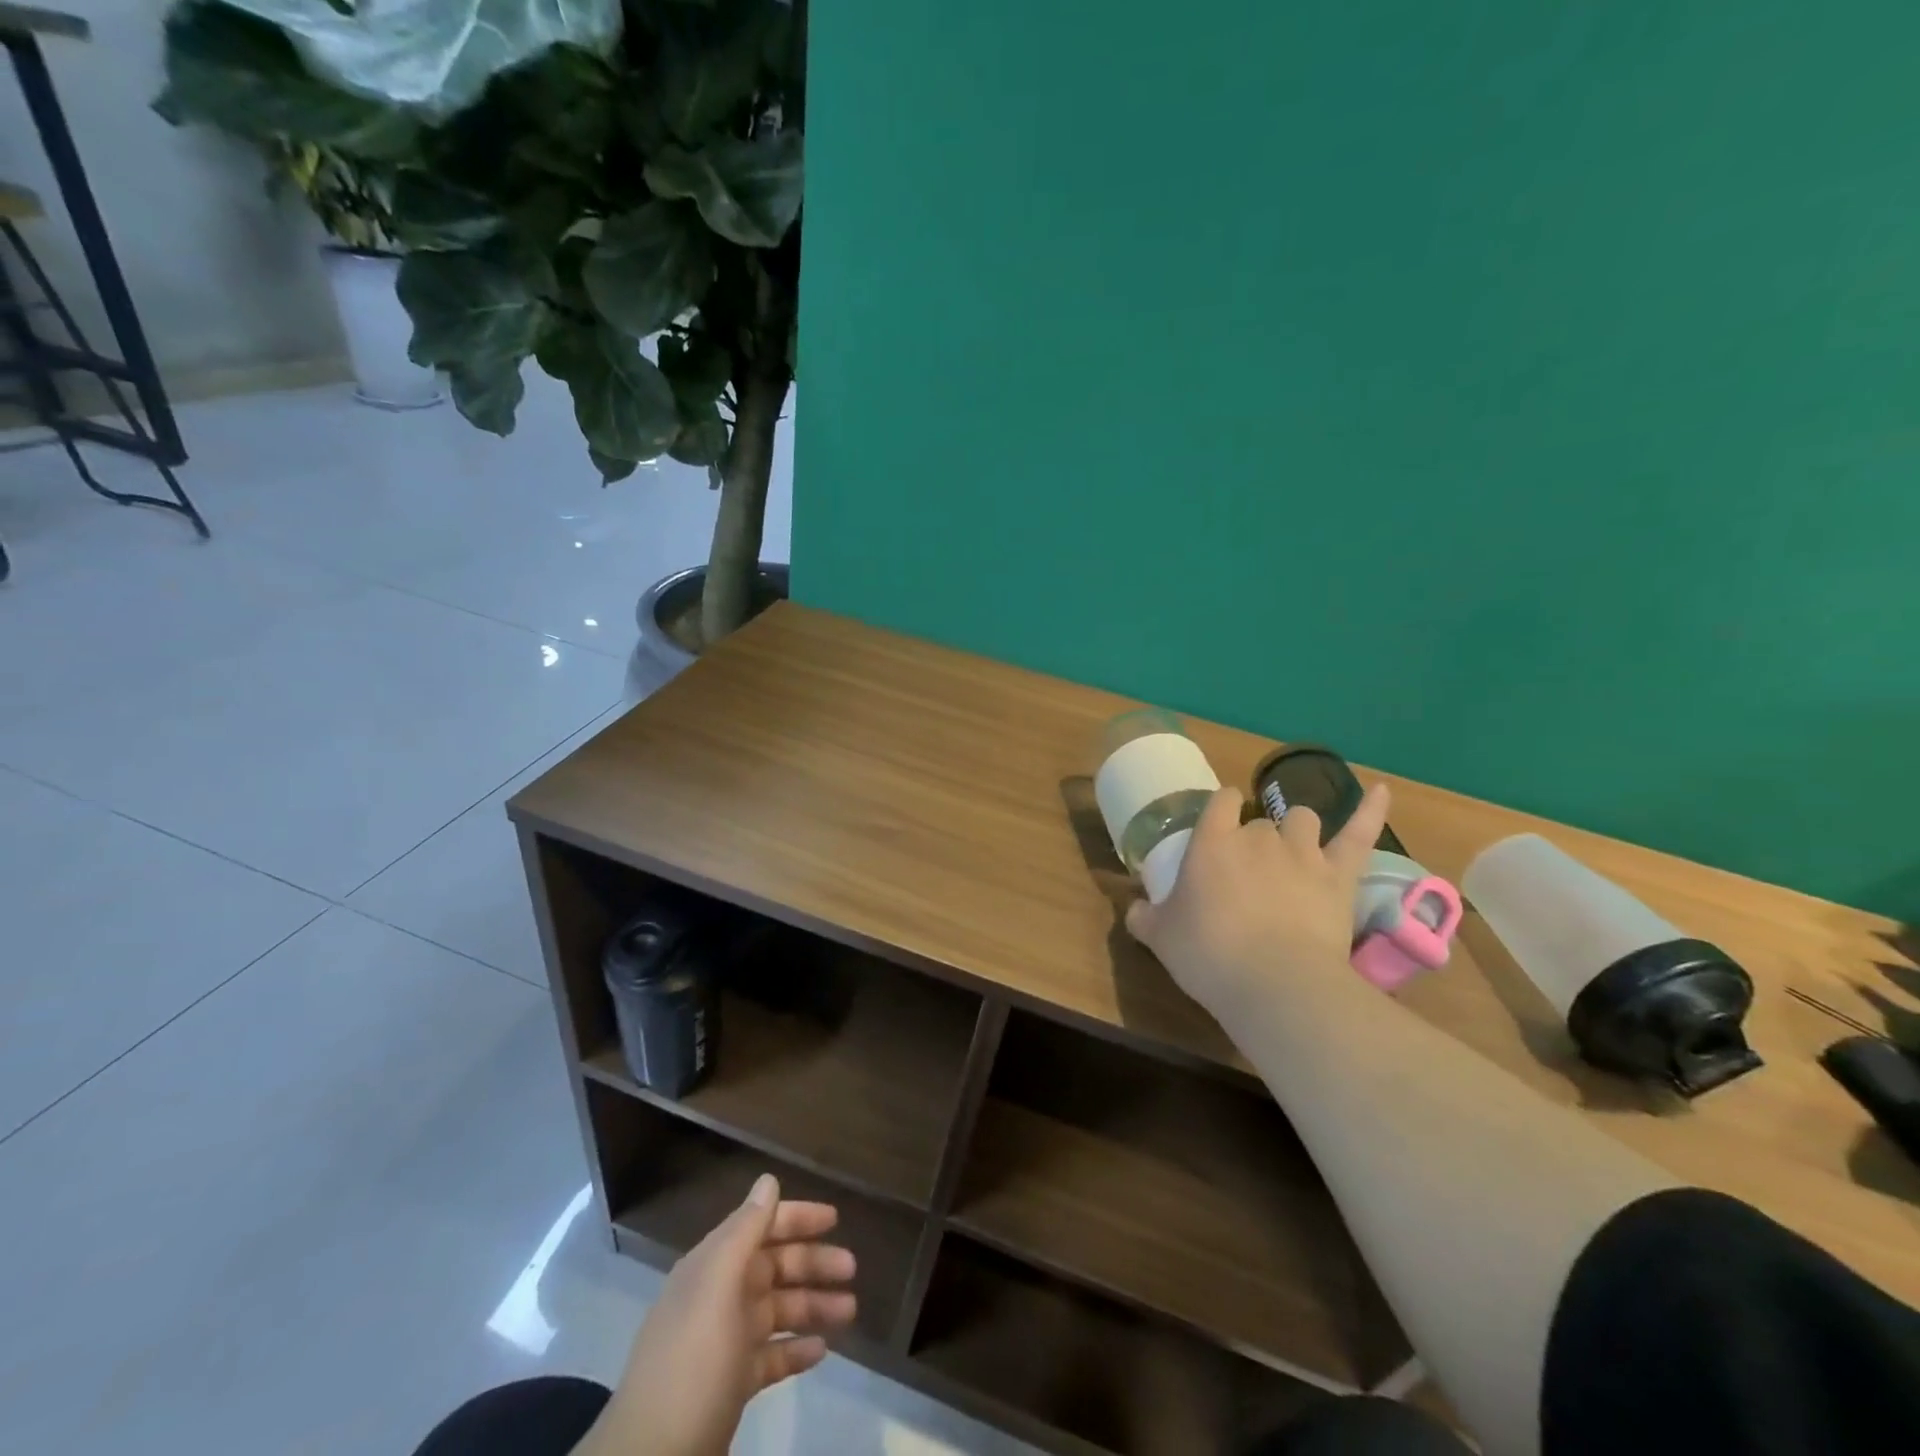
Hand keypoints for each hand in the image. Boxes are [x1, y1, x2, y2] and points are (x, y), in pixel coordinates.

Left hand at [575, 1175, 855, 1455]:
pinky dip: (797, 1348)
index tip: (834, 1219)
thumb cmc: (691, 1362)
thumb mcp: (717, 1286)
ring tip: (850, 1312)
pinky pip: (772, 1355)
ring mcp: (724, 1344)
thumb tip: (768, 1180)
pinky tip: (822, 1351)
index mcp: (712, 1268)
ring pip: (779, 1310)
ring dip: (814, 1305)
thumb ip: (745, 1230)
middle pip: (774, 1267)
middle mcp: (719, 1297)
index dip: (796, 1218)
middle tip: (853, 1268)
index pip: (759, 1226)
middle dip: (813, 1264)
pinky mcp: (731, 1386)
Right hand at [1125, 782, 1390, 1019]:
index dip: (1219, 809)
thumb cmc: (1209, 955)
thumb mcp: (1161, 938)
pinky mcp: (1339, 876)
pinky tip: (1382, 790)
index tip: (1216, 826)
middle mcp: (1258, 837)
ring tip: (1293, 852)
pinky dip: (1371, 811)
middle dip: (1254, 838)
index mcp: (1212, 843)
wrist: (1275, 984)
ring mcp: (1303, 853)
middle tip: (1247, 873)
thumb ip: (1144, 917)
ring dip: (1296, 831)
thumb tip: (1134, 909)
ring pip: (1302, 820)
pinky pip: (1359, 834)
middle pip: (1259, 821)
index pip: (1218, 802)